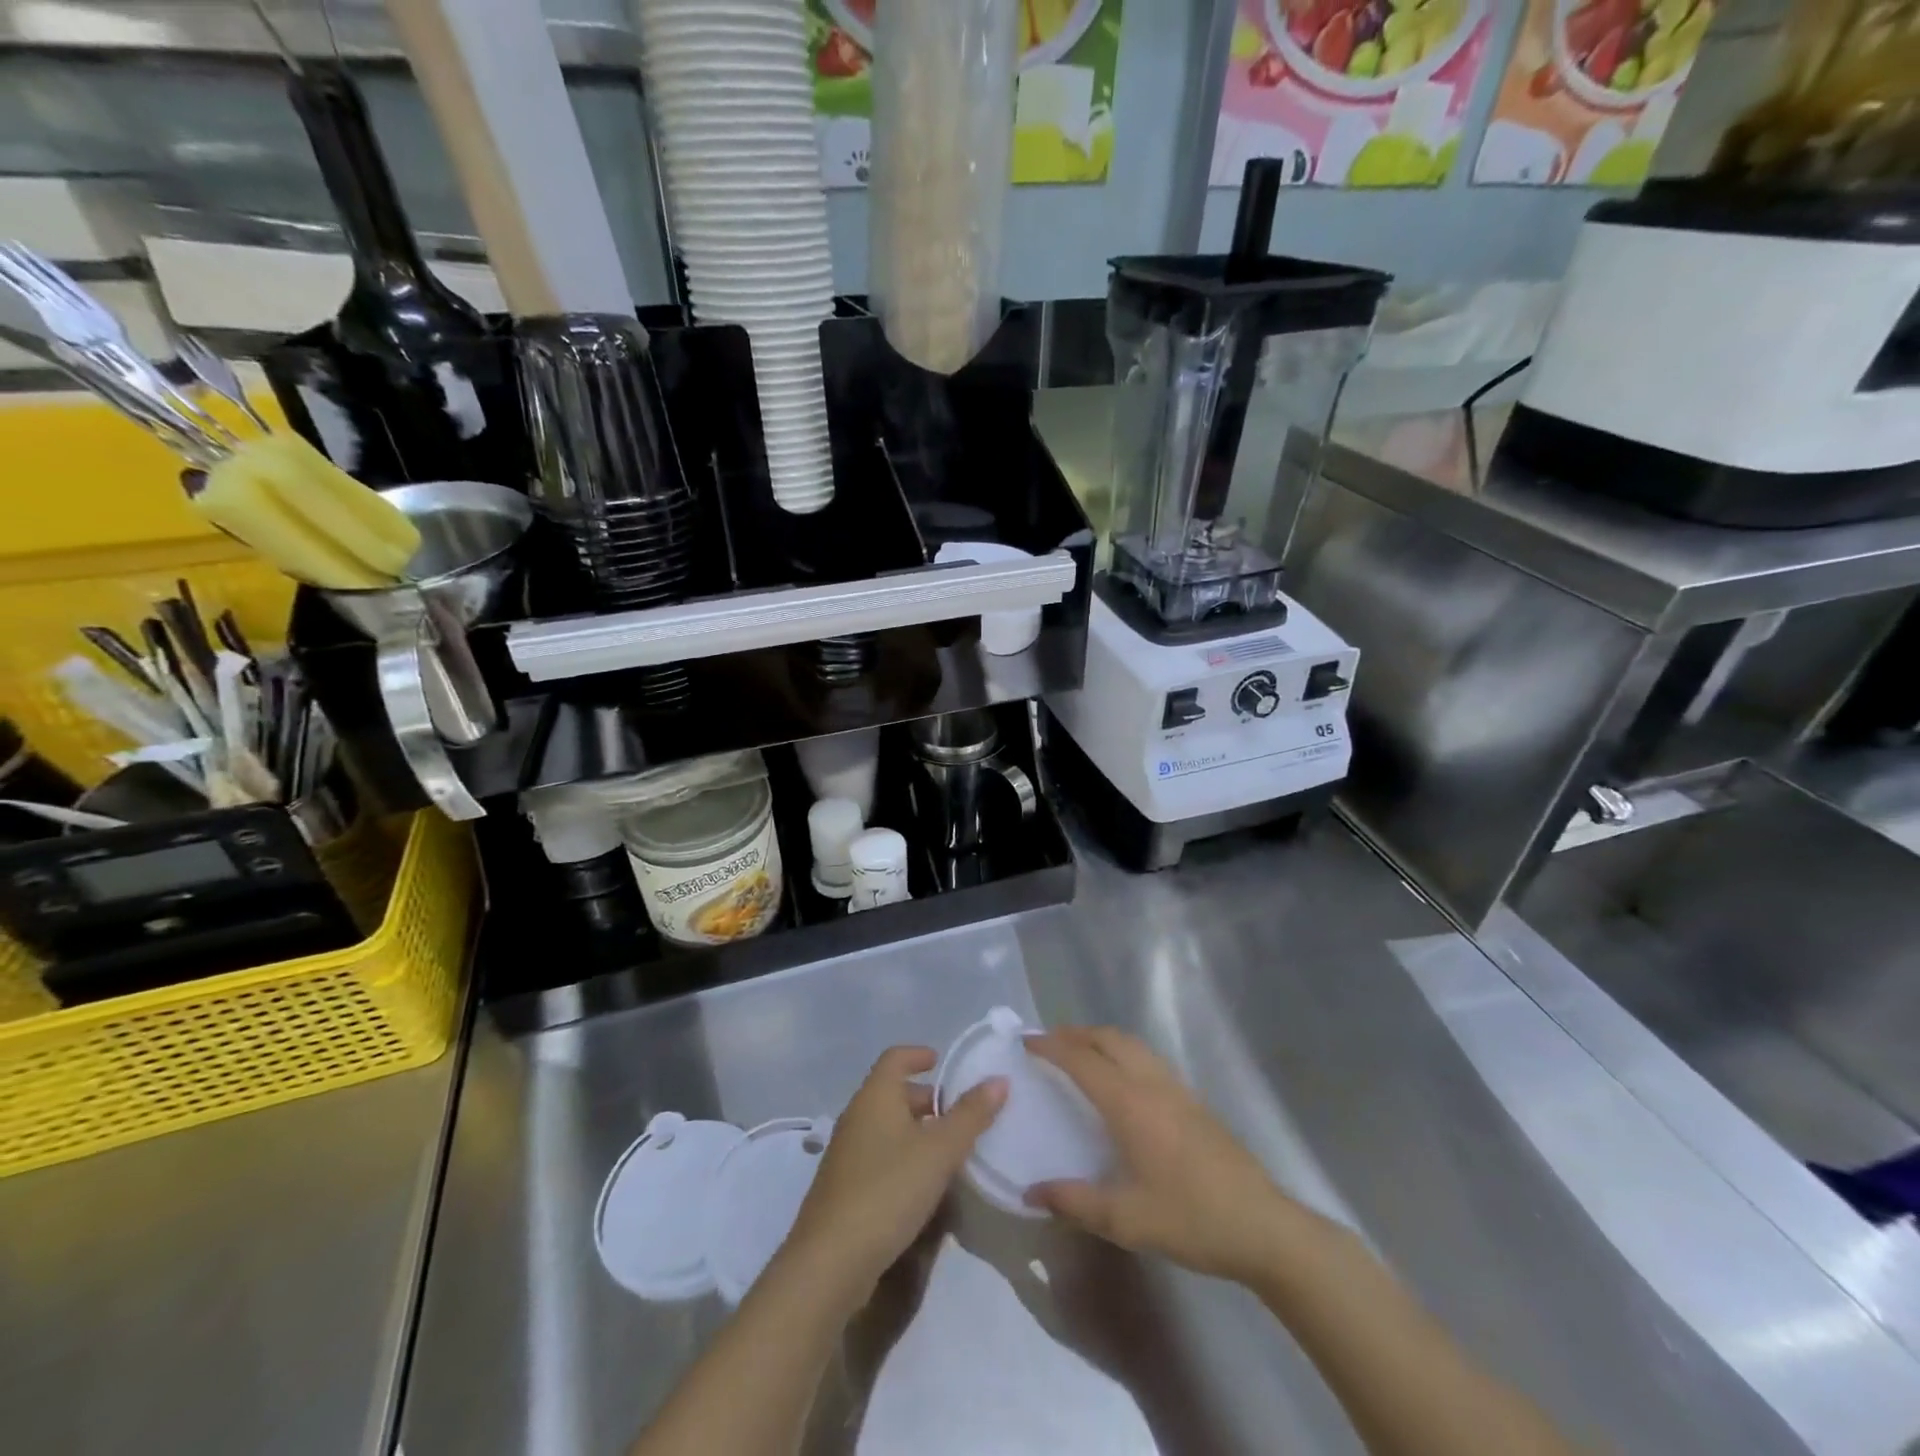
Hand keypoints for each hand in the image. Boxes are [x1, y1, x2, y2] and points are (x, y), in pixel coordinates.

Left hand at [783, 1046, 1006, 1297]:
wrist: (830, 1262)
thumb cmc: (888, 1190)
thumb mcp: (939, 1151)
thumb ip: (971, 1115)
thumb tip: (998, 1079)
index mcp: (875, 1096)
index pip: (896, 1058)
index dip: (919, 1055)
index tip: (941, 1061)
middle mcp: (857, 1116)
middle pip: (893, 1093)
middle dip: (926, 1099)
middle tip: (959, 1114)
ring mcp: (847, 1154)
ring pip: (887, 1127)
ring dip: (917, 1131)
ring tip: (950, 1150)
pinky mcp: (845, 1188)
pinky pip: (880, 1156)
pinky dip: (904, 1158)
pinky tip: (925, 1186)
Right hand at [1025, 1027, 1310, 1285]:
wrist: (1263, 1226)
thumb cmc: (1191, 1219)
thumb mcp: (1126, 1220)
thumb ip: (1074, 1202)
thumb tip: (1030, 1192)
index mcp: (1130, 1103)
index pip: (1082, 1059)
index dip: (1050, 1046)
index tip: (1024, 1042)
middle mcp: (1152, 1083)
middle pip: (1108, 1039)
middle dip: (1074, 1034)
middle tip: (1047, 1043)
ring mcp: (1177, 1088)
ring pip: (1131, 1044)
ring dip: (1100, 1039)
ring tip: (1078, 1053)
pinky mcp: (1194, 1100)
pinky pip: (1147, 1058)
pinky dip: (1122, 1052)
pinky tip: (1120, 1080)